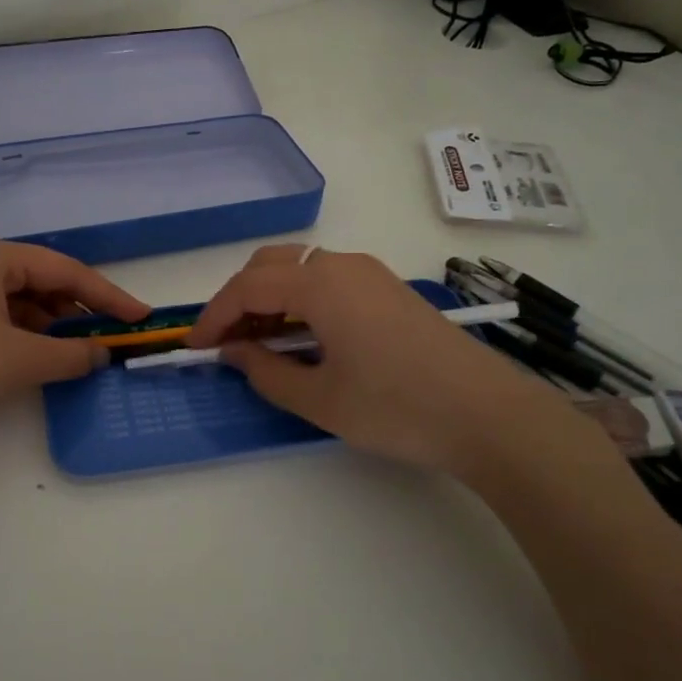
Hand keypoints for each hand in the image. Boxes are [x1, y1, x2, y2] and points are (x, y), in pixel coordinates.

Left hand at [0, 237, 149, 441]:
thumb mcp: (15, 360)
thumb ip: (69, 356)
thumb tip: (103, 355)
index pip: (66, 271)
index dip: (108, 296)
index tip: (141, 317)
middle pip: (44, 283)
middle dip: (80, 313)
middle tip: (112, 340)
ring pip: (23, 303)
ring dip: (54, 329)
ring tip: (81, 356)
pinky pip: (2, 320)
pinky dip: (28, 338)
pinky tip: (42, 360)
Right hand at [188, 244, 591, 480]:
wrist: (488, 415)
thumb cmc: (396, 408)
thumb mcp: (320, 399)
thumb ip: (266, 372)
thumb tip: (235, 353)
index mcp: (319, 284)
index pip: (247, 288)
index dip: (214, 317)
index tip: (194, 348)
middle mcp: (342, 265)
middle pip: (271, 266)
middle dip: (239, 299)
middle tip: (226, 343)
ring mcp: (371, 274)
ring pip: (301, 270)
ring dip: (270, 299)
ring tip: (260, 343)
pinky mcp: (389, 290)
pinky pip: (328, 281)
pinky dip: (301, 301)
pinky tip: (303, 338)